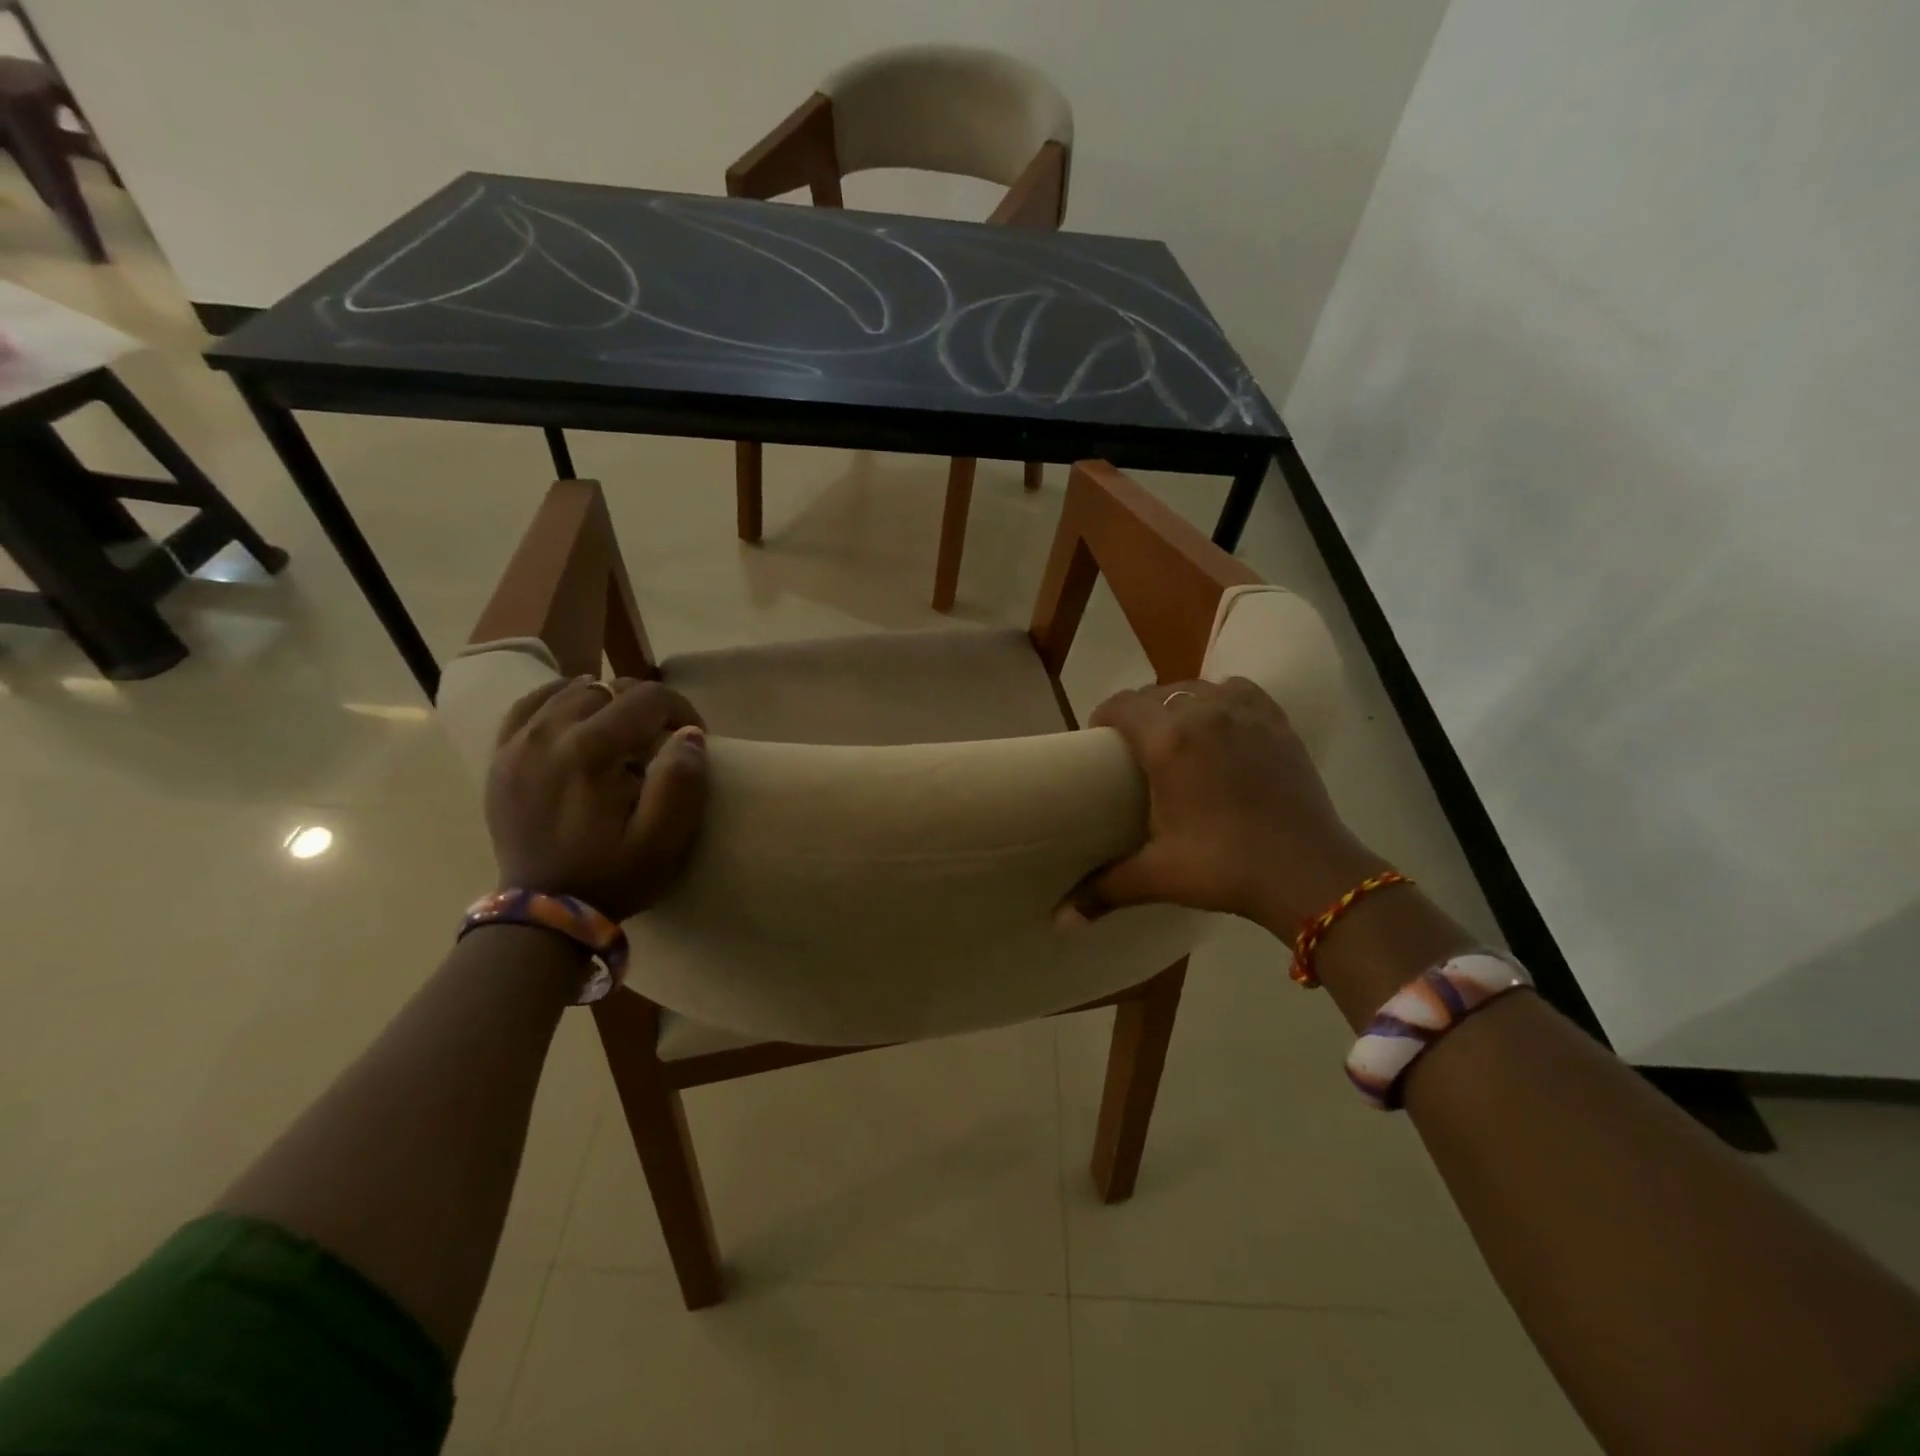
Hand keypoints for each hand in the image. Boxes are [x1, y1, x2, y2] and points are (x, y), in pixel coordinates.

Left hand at [486, 676, 707, 920]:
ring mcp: (517, 744)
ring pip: (570, 690)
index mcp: (591, 751)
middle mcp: (549, 734)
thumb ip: (682, 781)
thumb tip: (690, 734)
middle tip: (662, 738)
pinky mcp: (501, 758)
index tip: (692, 738)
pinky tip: (577, 712)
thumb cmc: (613, 876)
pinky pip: (529, 705)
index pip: (647, 698)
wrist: (543, 913)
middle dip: (646, 705)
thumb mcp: (664, 839)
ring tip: (625, 729)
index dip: (681, 708)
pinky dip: (559, 699)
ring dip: (607, 701)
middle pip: (609, 688)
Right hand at [1065, 677, 1389, 935]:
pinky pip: (1239, 692)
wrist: (1309, 873)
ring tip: (1177, 735)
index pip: (1122, 704)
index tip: (1099, 742)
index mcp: (1169, 741)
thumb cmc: (1225, 867)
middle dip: (1138, 713)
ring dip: (1180, 703)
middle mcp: (1205, 713)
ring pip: (1198, 688)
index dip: (1103, 717)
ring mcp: (1247, 714)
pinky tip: (1223, 726)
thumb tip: (1061, 921)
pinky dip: (1223, 700)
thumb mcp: (1158, 875)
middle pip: (1157, 694)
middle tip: (1134, 749)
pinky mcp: (1278, 724)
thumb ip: (1103, 889)